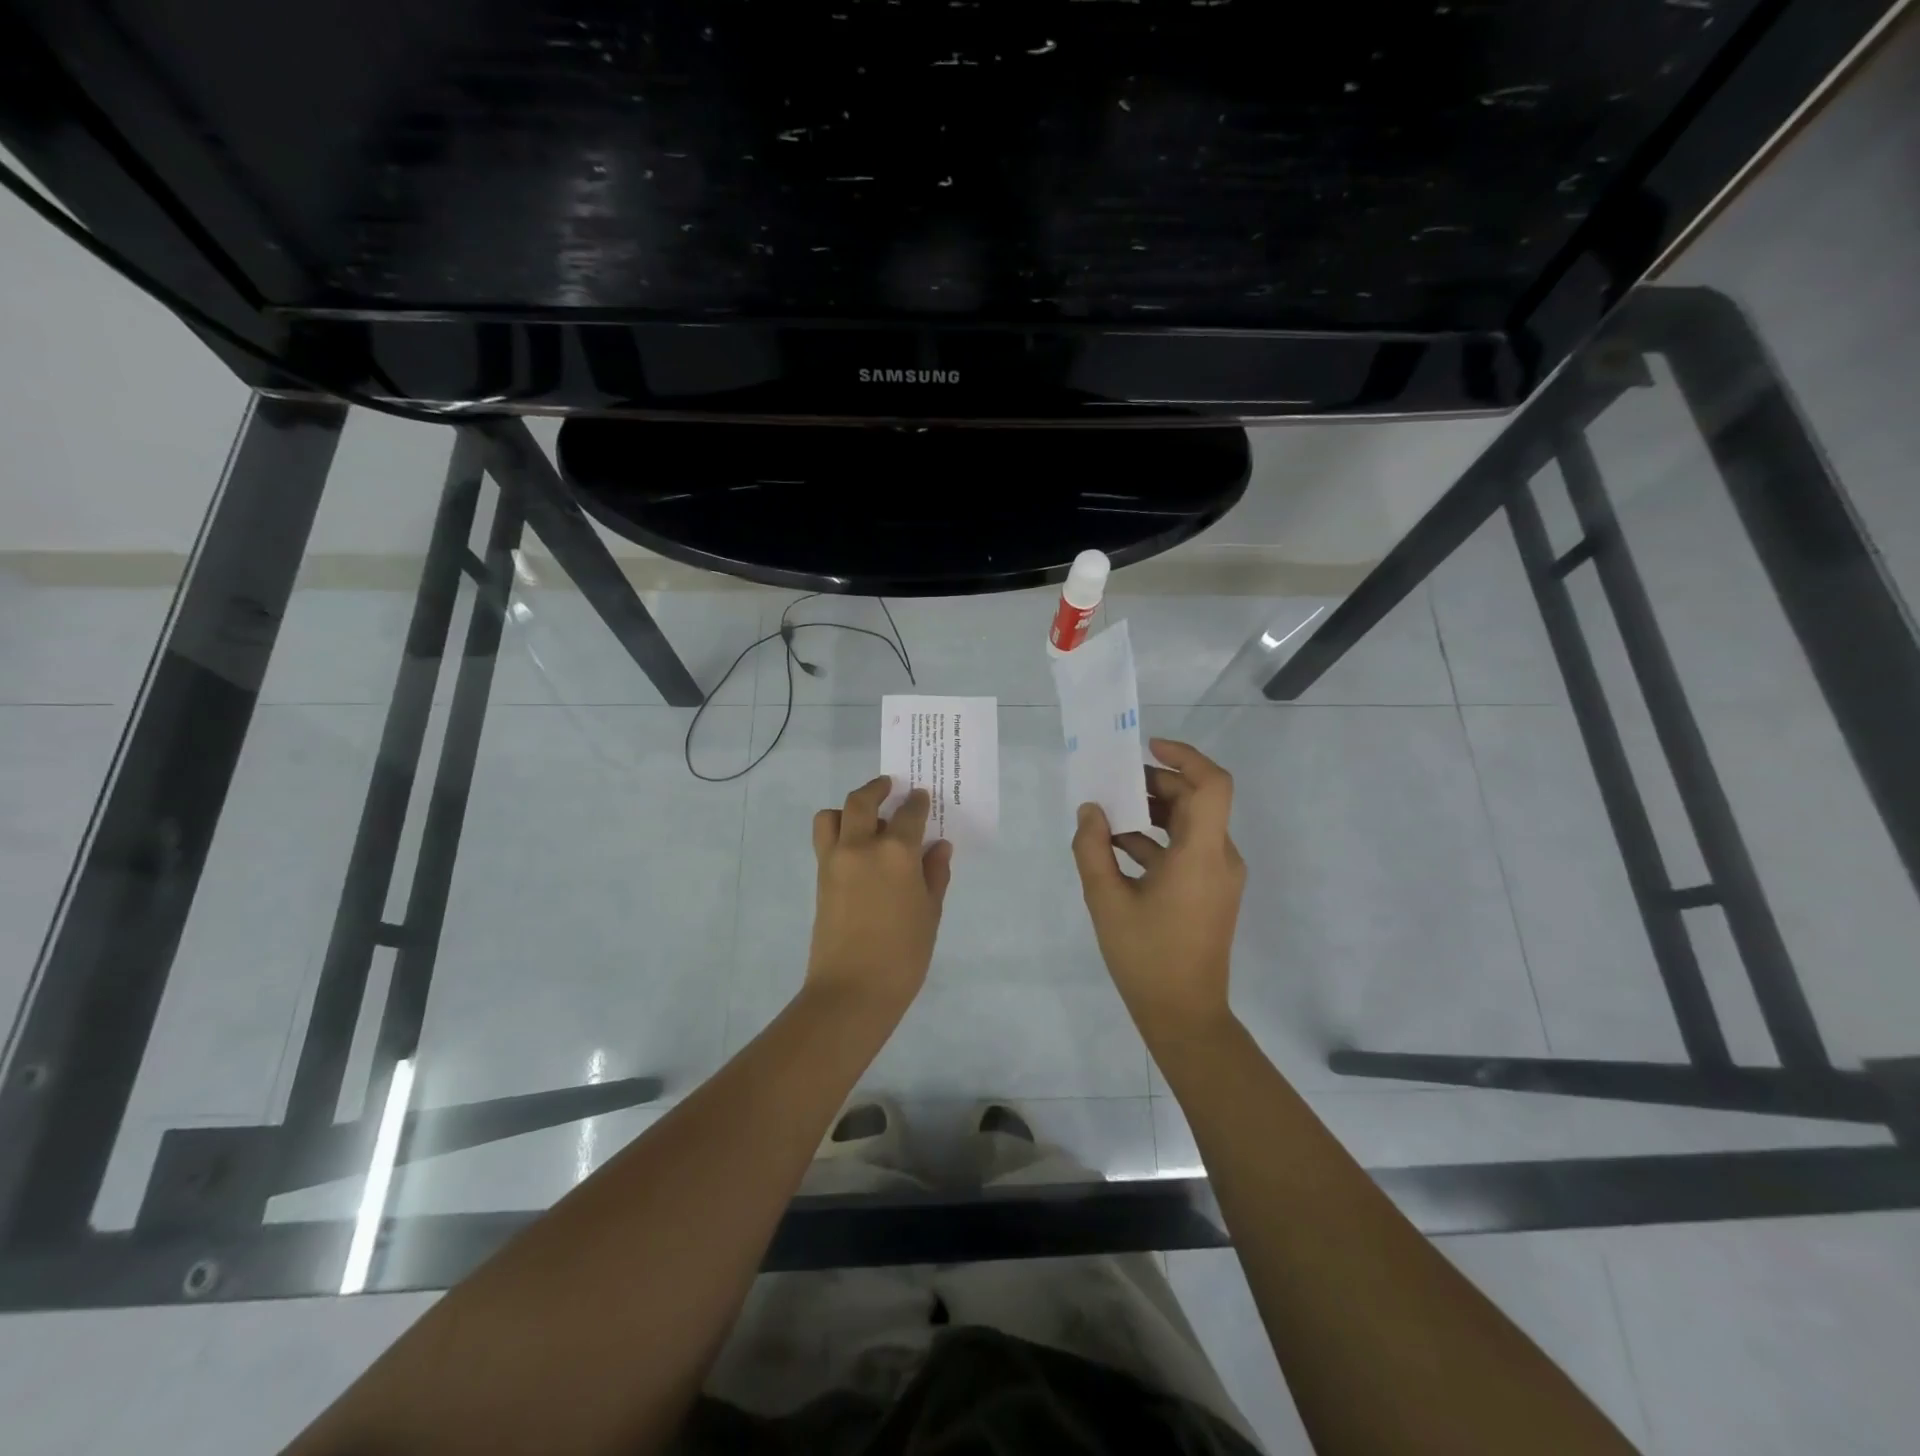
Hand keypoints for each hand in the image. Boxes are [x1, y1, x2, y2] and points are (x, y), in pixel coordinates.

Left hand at [805, 775, 954, 1015]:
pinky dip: (837, 832)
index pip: (909, 814)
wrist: (852, 990)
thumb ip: (934, 874)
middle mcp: (861, 846)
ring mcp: (835, 860)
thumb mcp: (930, 913)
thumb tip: (938, 847)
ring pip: (832, 815)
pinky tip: (856, 850)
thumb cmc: (903, 955)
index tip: (921, 797)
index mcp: (896, 852)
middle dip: (877, 789)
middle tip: (890, 788)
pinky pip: (824, 840)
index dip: (917, 802)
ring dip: (848, 809)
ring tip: (865, 820)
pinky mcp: (820, 878)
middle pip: (862, 801)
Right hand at [1071, 739, 1244, 1043]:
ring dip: (1153, 812)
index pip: (1212, 785)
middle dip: (1156, 783)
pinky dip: (1157, 840)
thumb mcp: (1105, 900)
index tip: (1148, 748)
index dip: (1185, 756)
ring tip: (1108, 813)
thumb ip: (1092, 848)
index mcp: (1201, 854)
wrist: (1185, 1016)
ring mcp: (1218, 876)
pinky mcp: (1211, 891)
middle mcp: (1219, 857)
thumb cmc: (1145, 957)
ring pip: (1191, 824)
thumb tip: (1090, 810)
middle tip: (1114, 782)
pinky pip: (1187, 849)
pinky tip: (1117, 848)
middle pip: (1197, 800)